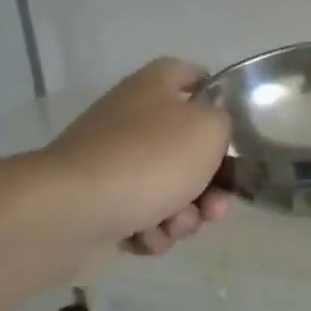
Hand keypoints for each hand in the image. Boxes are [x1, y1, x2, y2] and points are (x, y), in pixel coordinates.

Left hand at [44, 58, 233, 254]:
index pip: (192, 75)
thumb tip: (212, 129)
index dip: (217, 96)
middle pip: (189, 148)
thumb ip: (224, 122)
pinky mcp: (100, 201)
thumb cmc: (152, 158)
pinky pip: (143, 215)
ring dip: (184, 214)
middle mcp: (132, 119)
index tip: (235, 128)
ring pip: (171, 189)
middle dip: (210, 184)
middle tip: (215, 206)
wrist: (76, 209)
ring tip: (174, 224)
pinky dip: (152, 229)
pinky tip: (146, 235)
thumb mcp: (209, 128)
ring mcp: (113, 162)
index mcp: (155, 88)